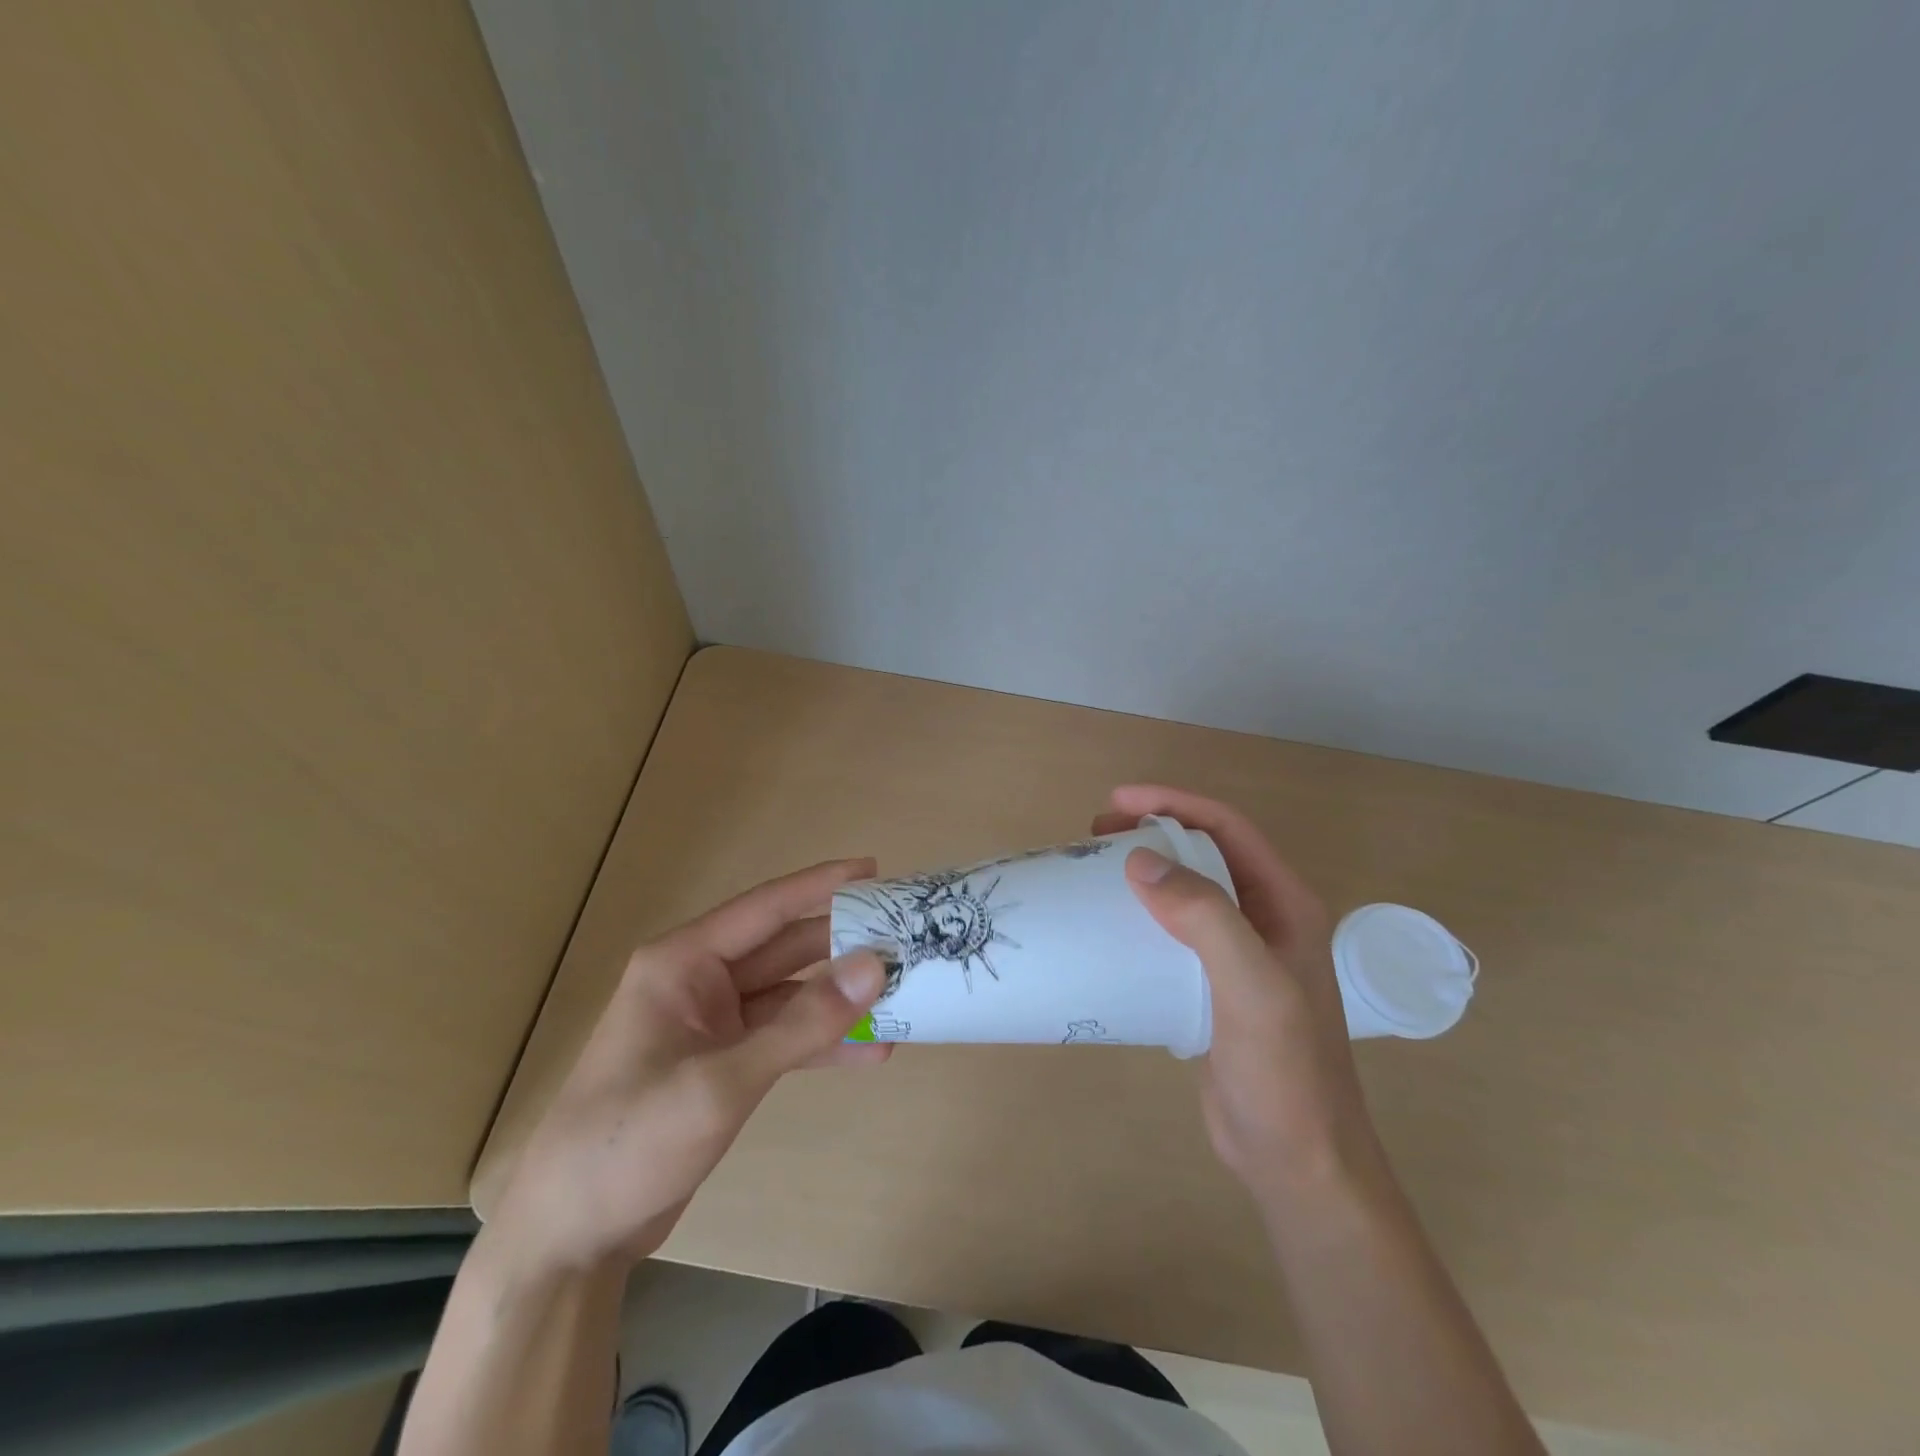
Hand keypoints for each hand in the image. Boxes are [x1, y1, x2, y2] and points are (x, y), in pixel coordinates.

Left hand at [491, 859, 891, 1272]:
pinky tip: (872, 1051)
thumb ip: (801, 1024)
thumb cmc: (628, 1142)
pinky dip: (824, 1042)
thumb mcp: (720, 1081)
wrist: (570, 1237)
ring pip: (792, 994)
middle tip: (907, 935)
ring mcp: (714, 1024)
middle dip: (843, 943)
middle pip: (786, 948)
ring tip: (904, 993)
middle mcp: (701, 982)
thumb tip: (875, 966)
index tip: (876, 870)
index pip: (766, 908)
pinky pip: (786, 1037)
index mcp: (683, 962)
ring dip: (841, 997)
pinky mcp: (725, 1063)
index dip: (821, 885)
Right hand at [1093, 787, 1382, 1203]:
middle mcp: (1265, 920)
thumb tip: (1141, 861)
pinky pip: (1174, 932)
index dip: (1175, 804)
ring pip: (1187, 891)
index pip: (1229, 830)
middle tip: (1095, 832)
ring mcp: (1239, 955)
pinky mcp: (1212, 986)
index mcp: (1286, 906)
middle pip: (1206, 853)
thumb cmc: (1284, 1072)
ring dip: (1145, 871)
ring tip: (1095, 868)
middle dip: (1154, 831)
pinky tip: (1110, 924)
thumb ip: (1205, 917)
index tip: (1116, 801)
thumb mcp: (1251, 987)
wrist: (1297, 1160)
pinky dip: (1141, 915)